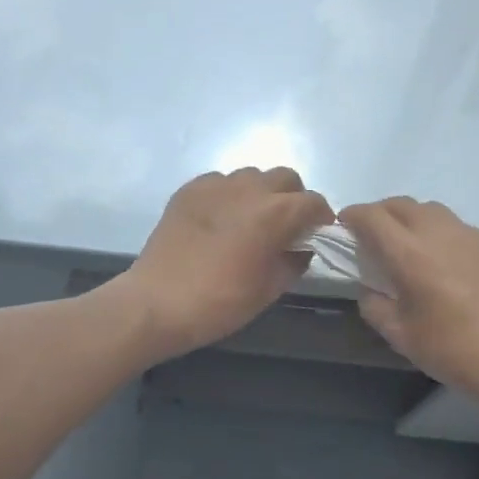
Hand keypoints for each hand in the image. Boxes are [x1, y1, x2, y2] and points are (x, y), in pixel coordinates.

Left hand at [121, 168, 332, 360]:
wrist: (157, 302)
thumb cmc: (220, 302)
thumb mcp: (269, 289)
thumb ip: (294, 262)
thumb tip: (301, 248)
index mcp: (275, 213)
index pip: (313, 202)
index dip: (321, 218)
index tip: (317, 235)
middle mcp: (248, 188)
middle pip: (285, 178)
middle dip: (293, 198)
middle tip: (286, 226)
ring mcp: (215, 185)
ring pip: (252, 176)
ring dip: (261, 194)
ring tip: (250, 221)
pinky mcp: (189, 190)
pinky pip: (220, 182)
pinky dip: (229, 195)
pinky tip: (220, 220)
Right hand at [341, 197, 478, 404]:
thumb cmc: (454, 351)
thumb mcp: (401, 336)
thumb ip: (374, 305)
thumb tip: (370, 287)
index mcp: (410, 254)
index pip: (371, 216)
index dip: (352, 216)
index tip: (345, 228)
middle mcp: (439, 233)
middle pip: (401, 204)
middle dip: (380, 214)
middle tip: (374, 239)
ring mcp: (472, 235)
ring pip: (432, 211)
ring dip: (412, 220)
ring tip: (411, 248)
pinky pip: (459, 228)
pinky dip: (442, 235)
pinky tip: (448, 265)